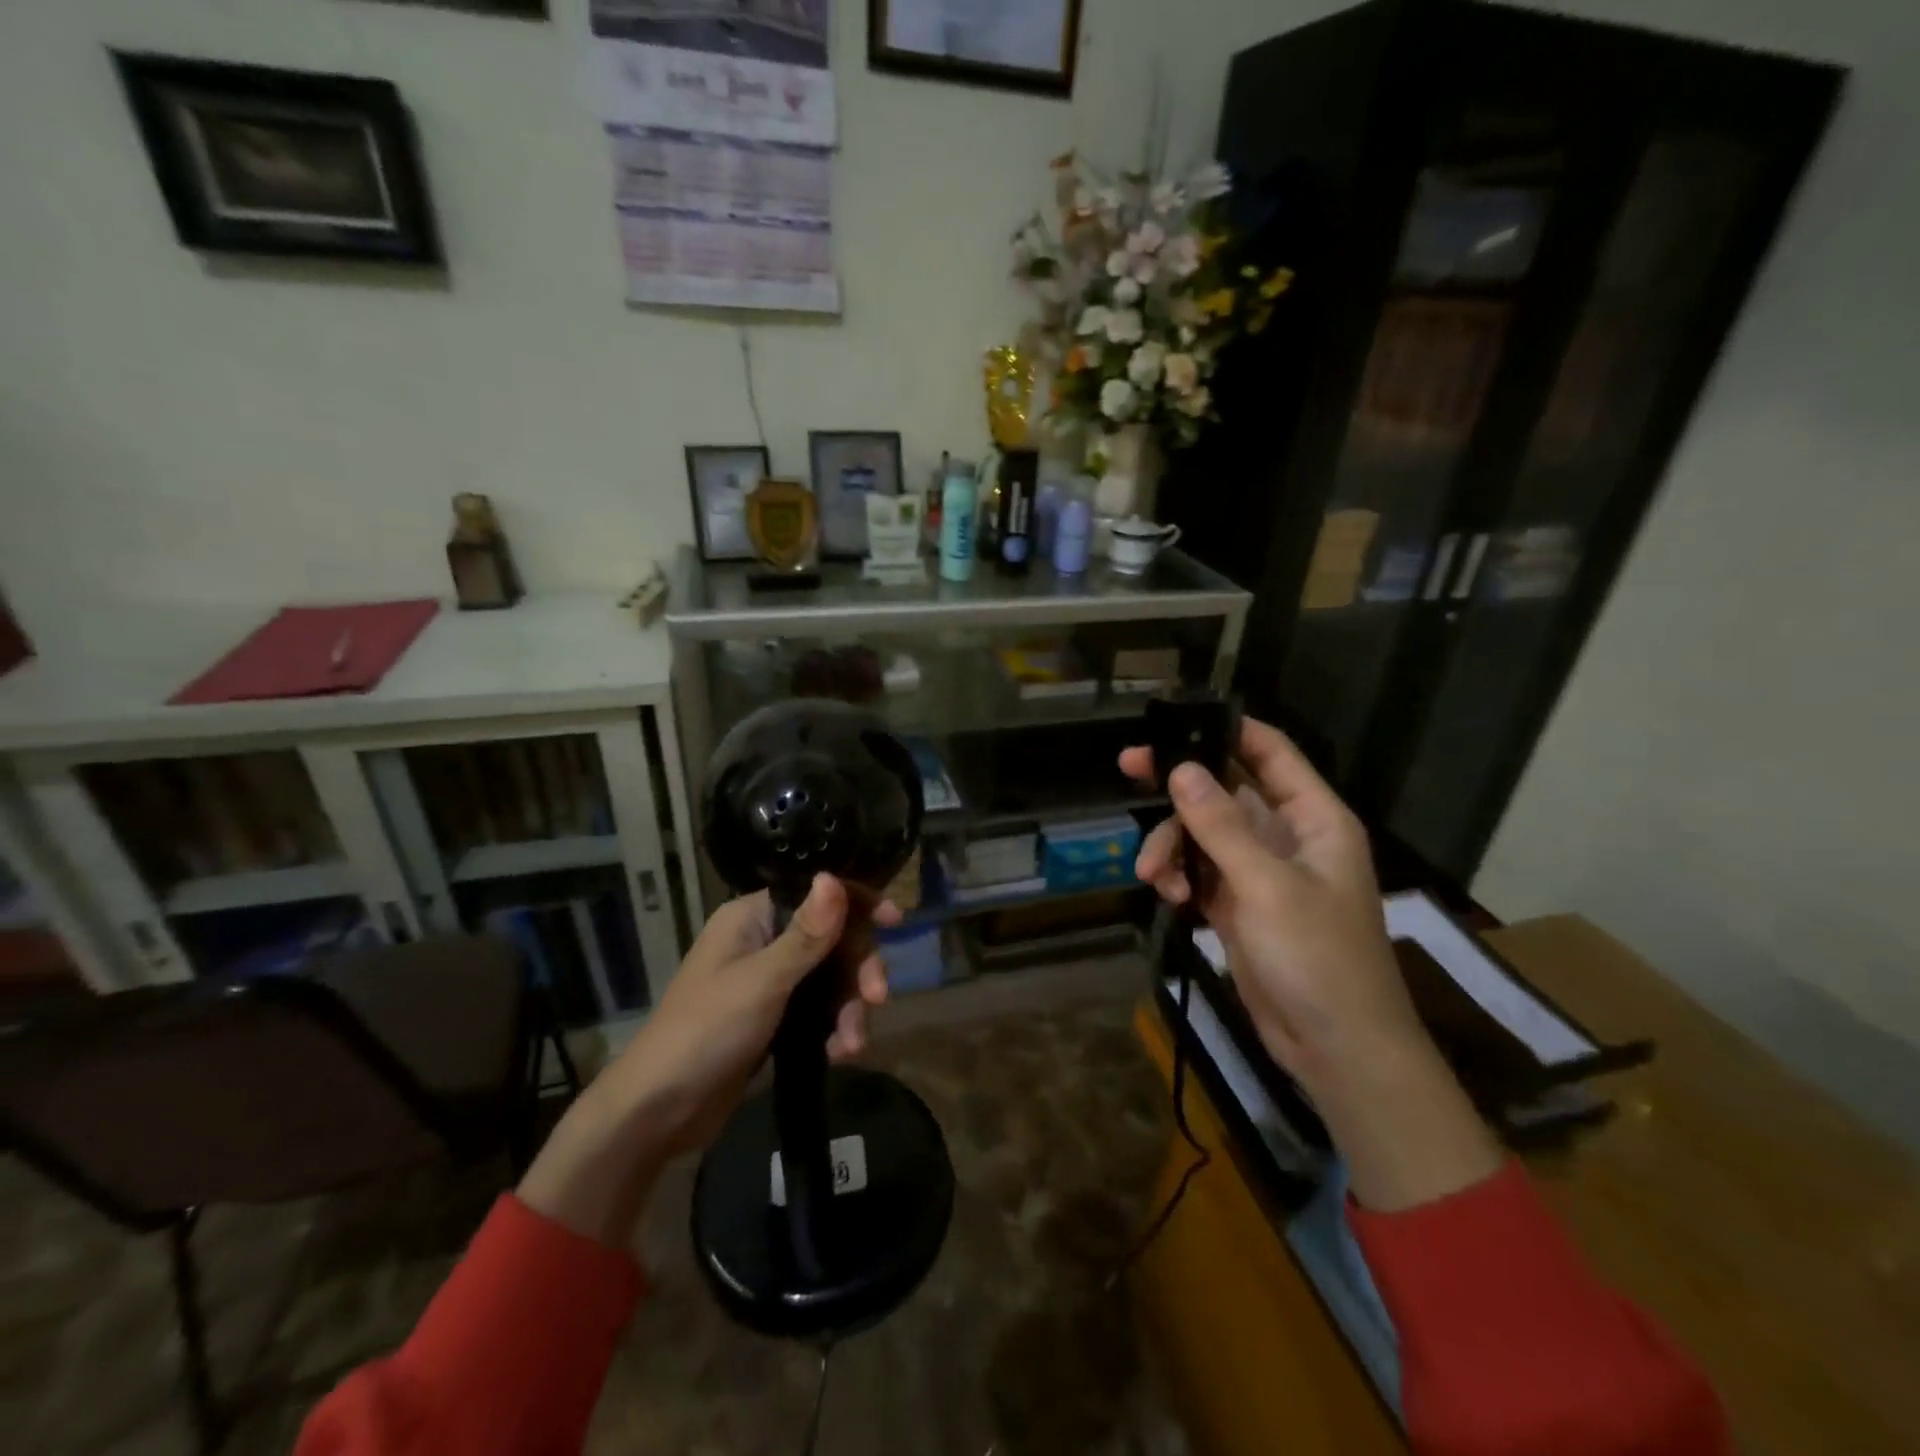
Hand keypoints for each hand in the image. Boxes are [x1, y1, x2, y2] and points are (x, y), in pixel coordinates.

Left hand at [517, 873, 894, 1244]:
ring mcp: (770, 983)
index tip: (895, 921)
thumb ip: (806, 934)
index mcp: (753, 918)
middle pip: (832, 940)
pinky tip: (839, 1055)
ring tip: (853, 1046)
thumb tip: (834, 877)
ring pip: (831, 980)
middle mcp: (764, 942)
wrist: (658, 1112)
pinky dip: (834, 1029)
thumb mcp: (763, 981)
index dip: (857, 903)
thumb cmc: (706, 1032)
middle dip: (857, 970)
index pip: (816, 895)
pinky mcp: (775, 1020)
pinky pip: (819, 1012)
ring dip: (849, 1009)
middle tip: (878, 999)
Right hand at [1120, 718, 1501, 1210]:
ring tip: (1151, 873)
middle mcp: (1287, 837)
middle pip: (1225, 790)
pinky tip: (1168, 896)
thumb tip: (1181, 769)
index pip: (1271, 753)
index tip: (1176, 721)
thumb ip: (1221, 826)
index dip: (1228, 729)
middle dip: (1178, 787)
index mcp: (1313, 819)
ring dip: (1172, 845)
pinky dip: (1179, 877)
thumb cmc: (1317, 959)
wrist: (1336, 1048)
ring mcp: (1261, 872)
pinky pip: (1200, 871)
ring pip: (1204, 833)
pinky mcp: (1239, 904)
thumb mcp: (1267, 886)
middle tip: (1128, 767)